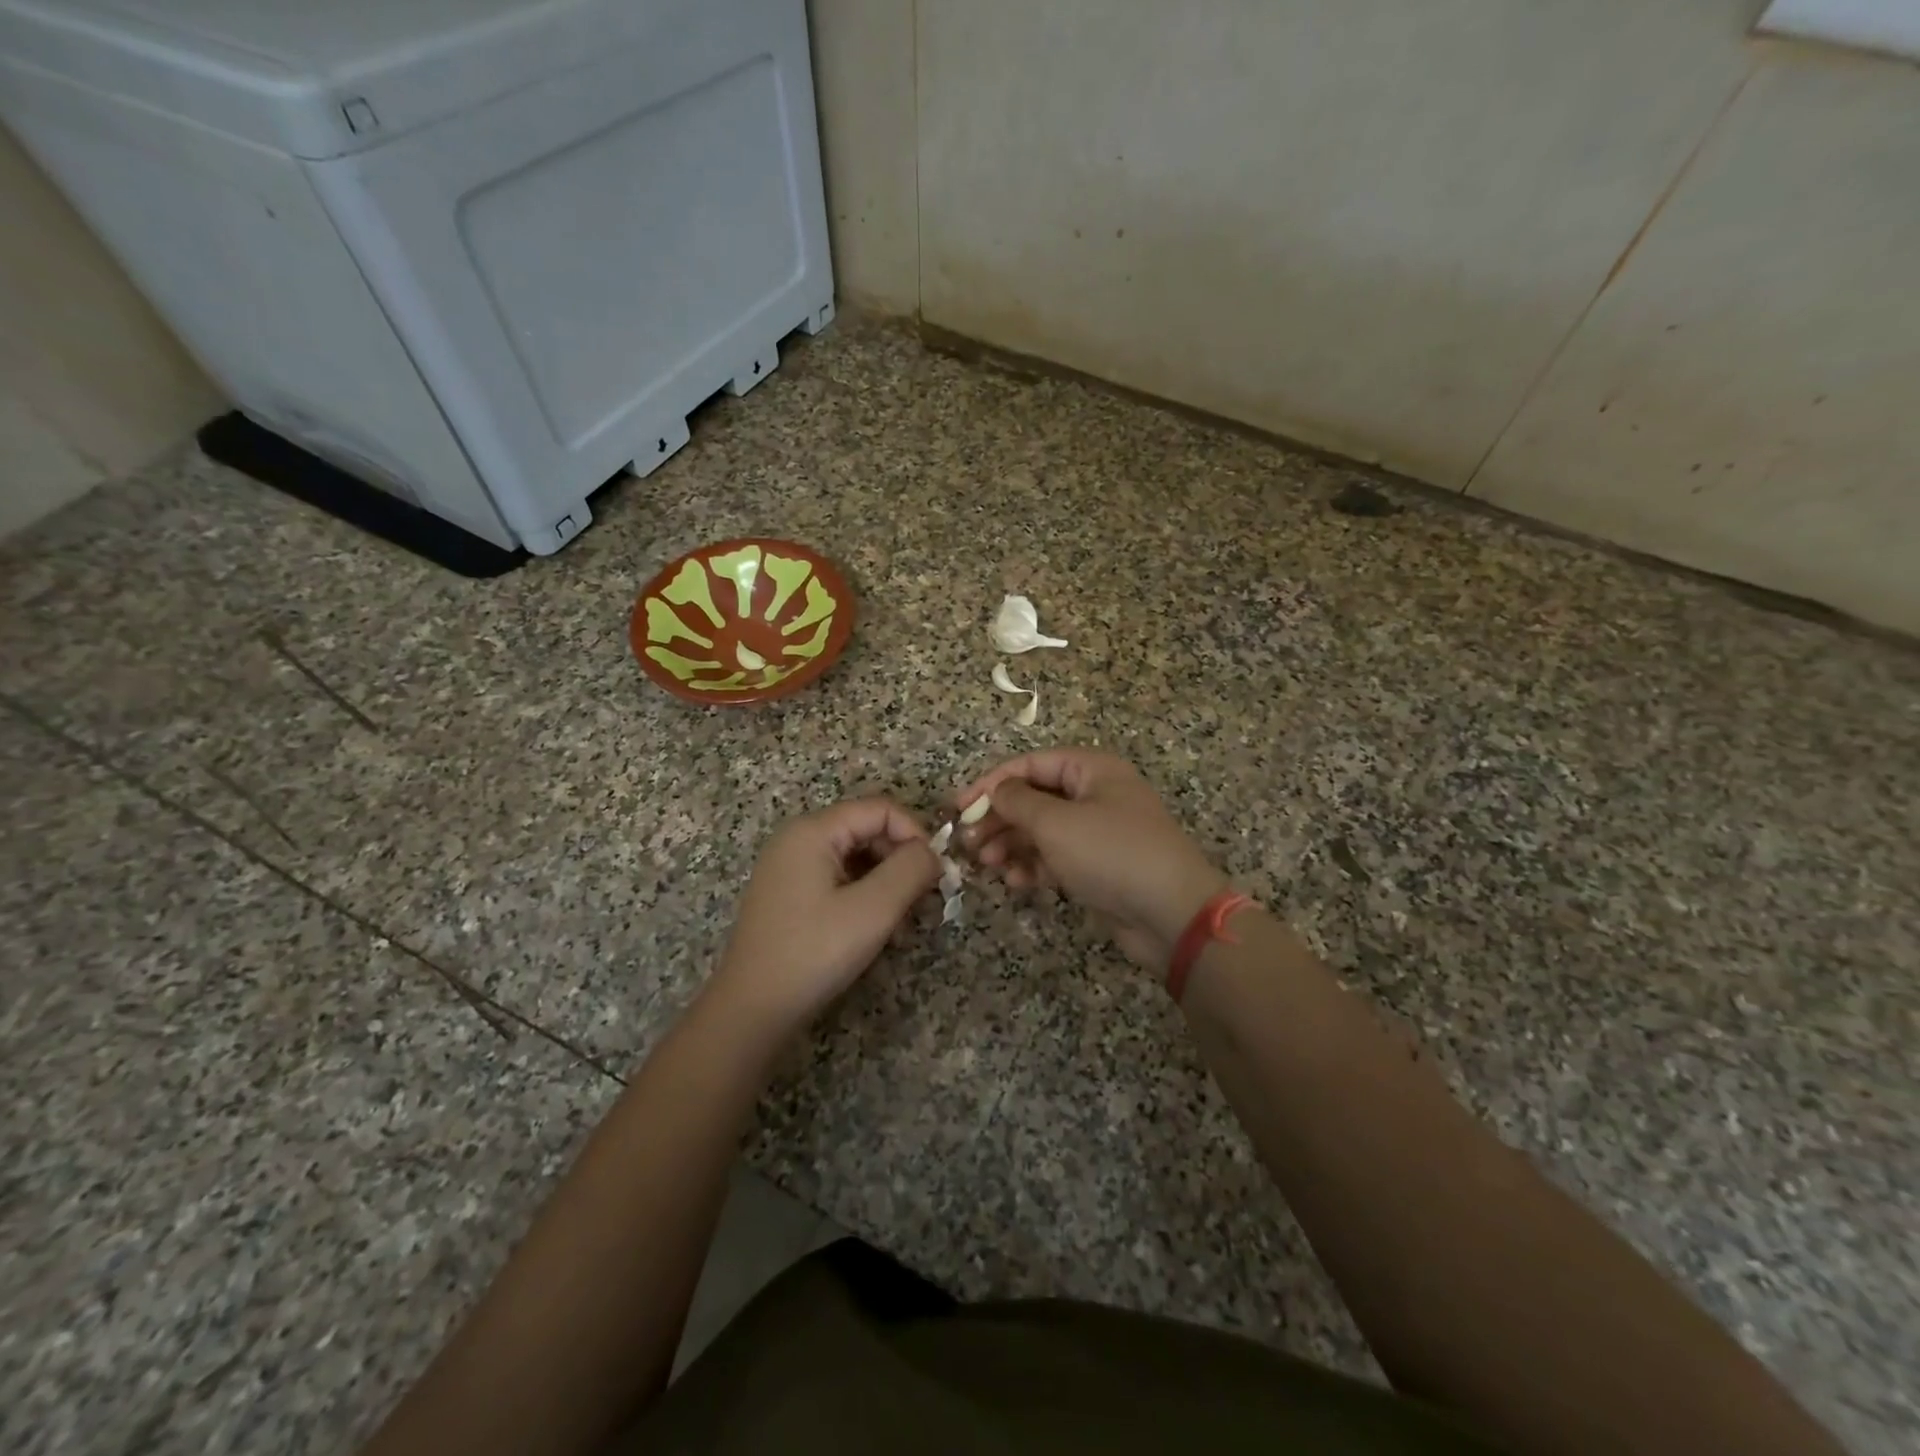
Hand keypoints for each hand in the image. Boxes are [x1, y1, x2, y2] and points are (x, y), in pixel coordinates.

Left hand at [707, 798, 939, 1030]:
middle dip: (902, 862)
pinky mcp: (791, 896)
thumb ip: (910, 870)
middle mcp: (799, 840)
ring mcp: (791, 868)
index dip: (915, 833)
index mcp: (813, 831)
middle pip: (868, 831)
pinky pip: (840, 880)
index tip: (936, 872)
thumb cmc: (813, 953)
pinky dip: (866, 898)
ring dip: (888, 884)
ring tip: (905, 925)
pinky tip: (880, 933)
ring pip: (857, 858)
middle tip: (926, 901)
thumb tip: (933, 852)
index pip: (880, 809)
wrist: (752, 1010)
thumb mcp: (873, 909)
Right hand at [958, 749, 1228, 968]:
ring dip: (1013, 845)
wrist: (1171, 914)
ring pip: (1042, 831)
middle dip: (1000, 819)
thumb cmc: (1111, 853)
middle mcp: (1095, 795)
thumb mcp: (1056, 823)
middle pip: (1034, 798)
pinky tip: (1016, 882)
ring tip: (988, 864)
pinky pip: (1056, 858)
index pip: (1030, 764)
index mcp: (1091, 770)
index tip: (958, 807)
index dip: (991, 783)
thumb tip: (996, 791)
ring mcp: (1098, 832)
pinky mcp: (1098, 866)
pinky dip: (1034, 866)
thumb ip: (1017, 802)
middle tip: (970, 842)